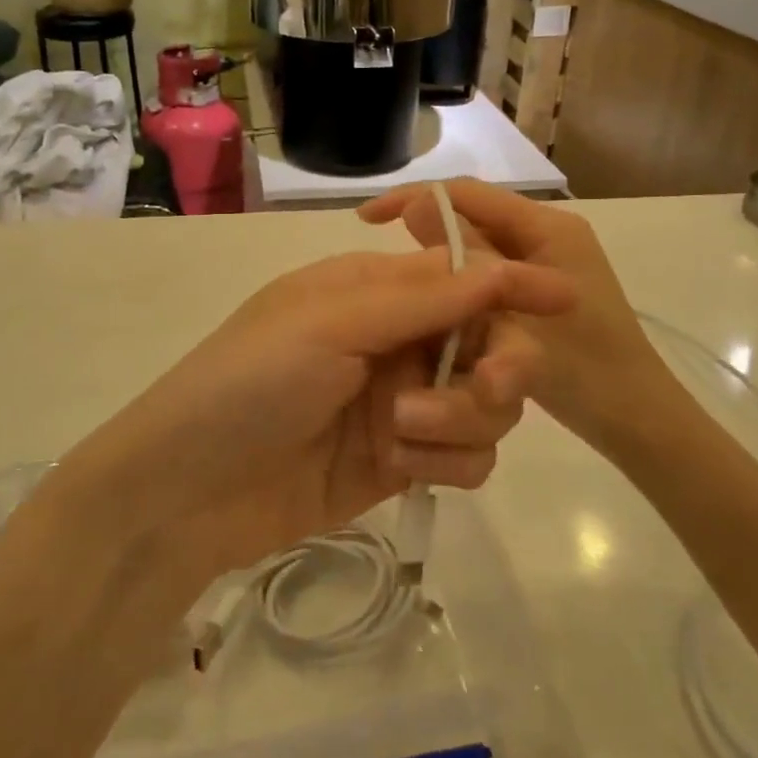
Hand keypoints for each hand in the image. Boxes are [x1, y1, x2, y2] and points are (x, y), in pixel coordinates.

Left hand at [62, 247, 575, 580]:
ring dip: (460, 418)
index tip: (568, 297)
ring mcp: (399, 405)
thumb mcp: (329, 325)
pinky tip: (403, 468)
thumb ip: (418, 299)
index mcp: (370, 292)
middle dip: (493, 367)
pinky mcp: (401, 463)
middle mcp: (392, 342)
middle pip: (484, 343)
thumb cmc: (250, 384)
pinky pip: (466, 457)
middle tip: (490, 388)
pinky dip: (449, 461)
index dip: (511, 287)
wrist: (189, 491)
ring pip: (484, 405)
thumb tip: (497, 265)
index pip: (459, 278)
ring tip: (401, 434)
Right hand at [360, 180, 670, 449]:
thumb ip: (465, 262)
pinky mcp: (542, 292)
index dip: (414, 198)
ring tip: (401, 287)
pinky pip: (490, 276)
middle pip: (473, 218)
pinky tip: (436, 309)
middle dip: (425, 232)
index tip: (368, 219)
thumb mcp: (513, 319)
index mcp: (547, 229)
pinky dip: (460, 285)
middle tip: (382, 265)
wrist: (638, 423)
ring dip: (440, 262)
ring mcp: (547, 264)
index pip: (468, 193)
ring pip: (479, 249)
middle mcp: (547, 236)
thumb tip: (415, 208)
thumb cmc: (585, 371)